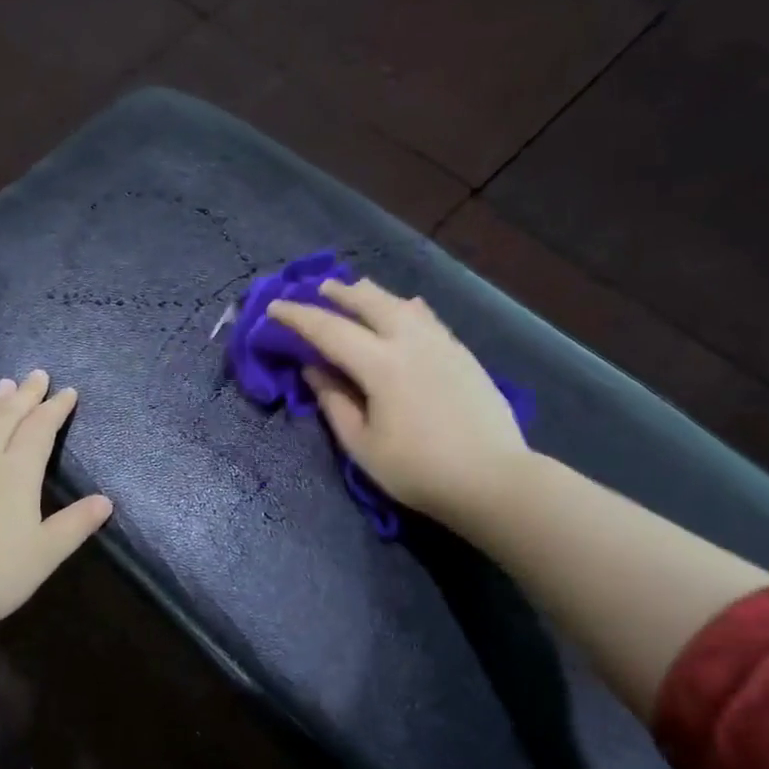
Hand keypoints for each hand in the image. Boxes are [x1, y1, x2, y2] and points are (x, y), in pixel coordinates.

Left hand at [0, 371, 113, 643]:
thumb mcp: (44, 554)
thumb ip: (75, 524)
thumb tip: (105, 501)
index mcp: (16, 471)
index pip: (40, 428)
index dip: (55, 408)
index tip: (68, 391)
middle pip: (6, 416)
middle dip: (25, 394)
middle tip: (36, 374)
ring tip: (3, 387)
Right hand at [268, 279, 528, 530]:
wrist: (494, 480)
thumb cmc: (418, 470)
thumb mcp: (362, 444)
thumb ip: (334, 401)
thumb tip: (313, 369)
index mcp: (381, 365)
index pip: (329, 330)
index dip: (298, 317)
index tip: (274, 307)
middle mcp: (411, 342)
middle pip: (369, 303)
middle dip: (339, 293)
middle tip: (318, 288)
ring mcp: (441, 344)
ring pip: (401, 304)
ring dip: (373, 295)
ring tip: (357, 291)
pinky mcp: (462, 354)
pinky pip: (427, 318)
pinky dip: (407, 308)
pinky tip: (407, 308)